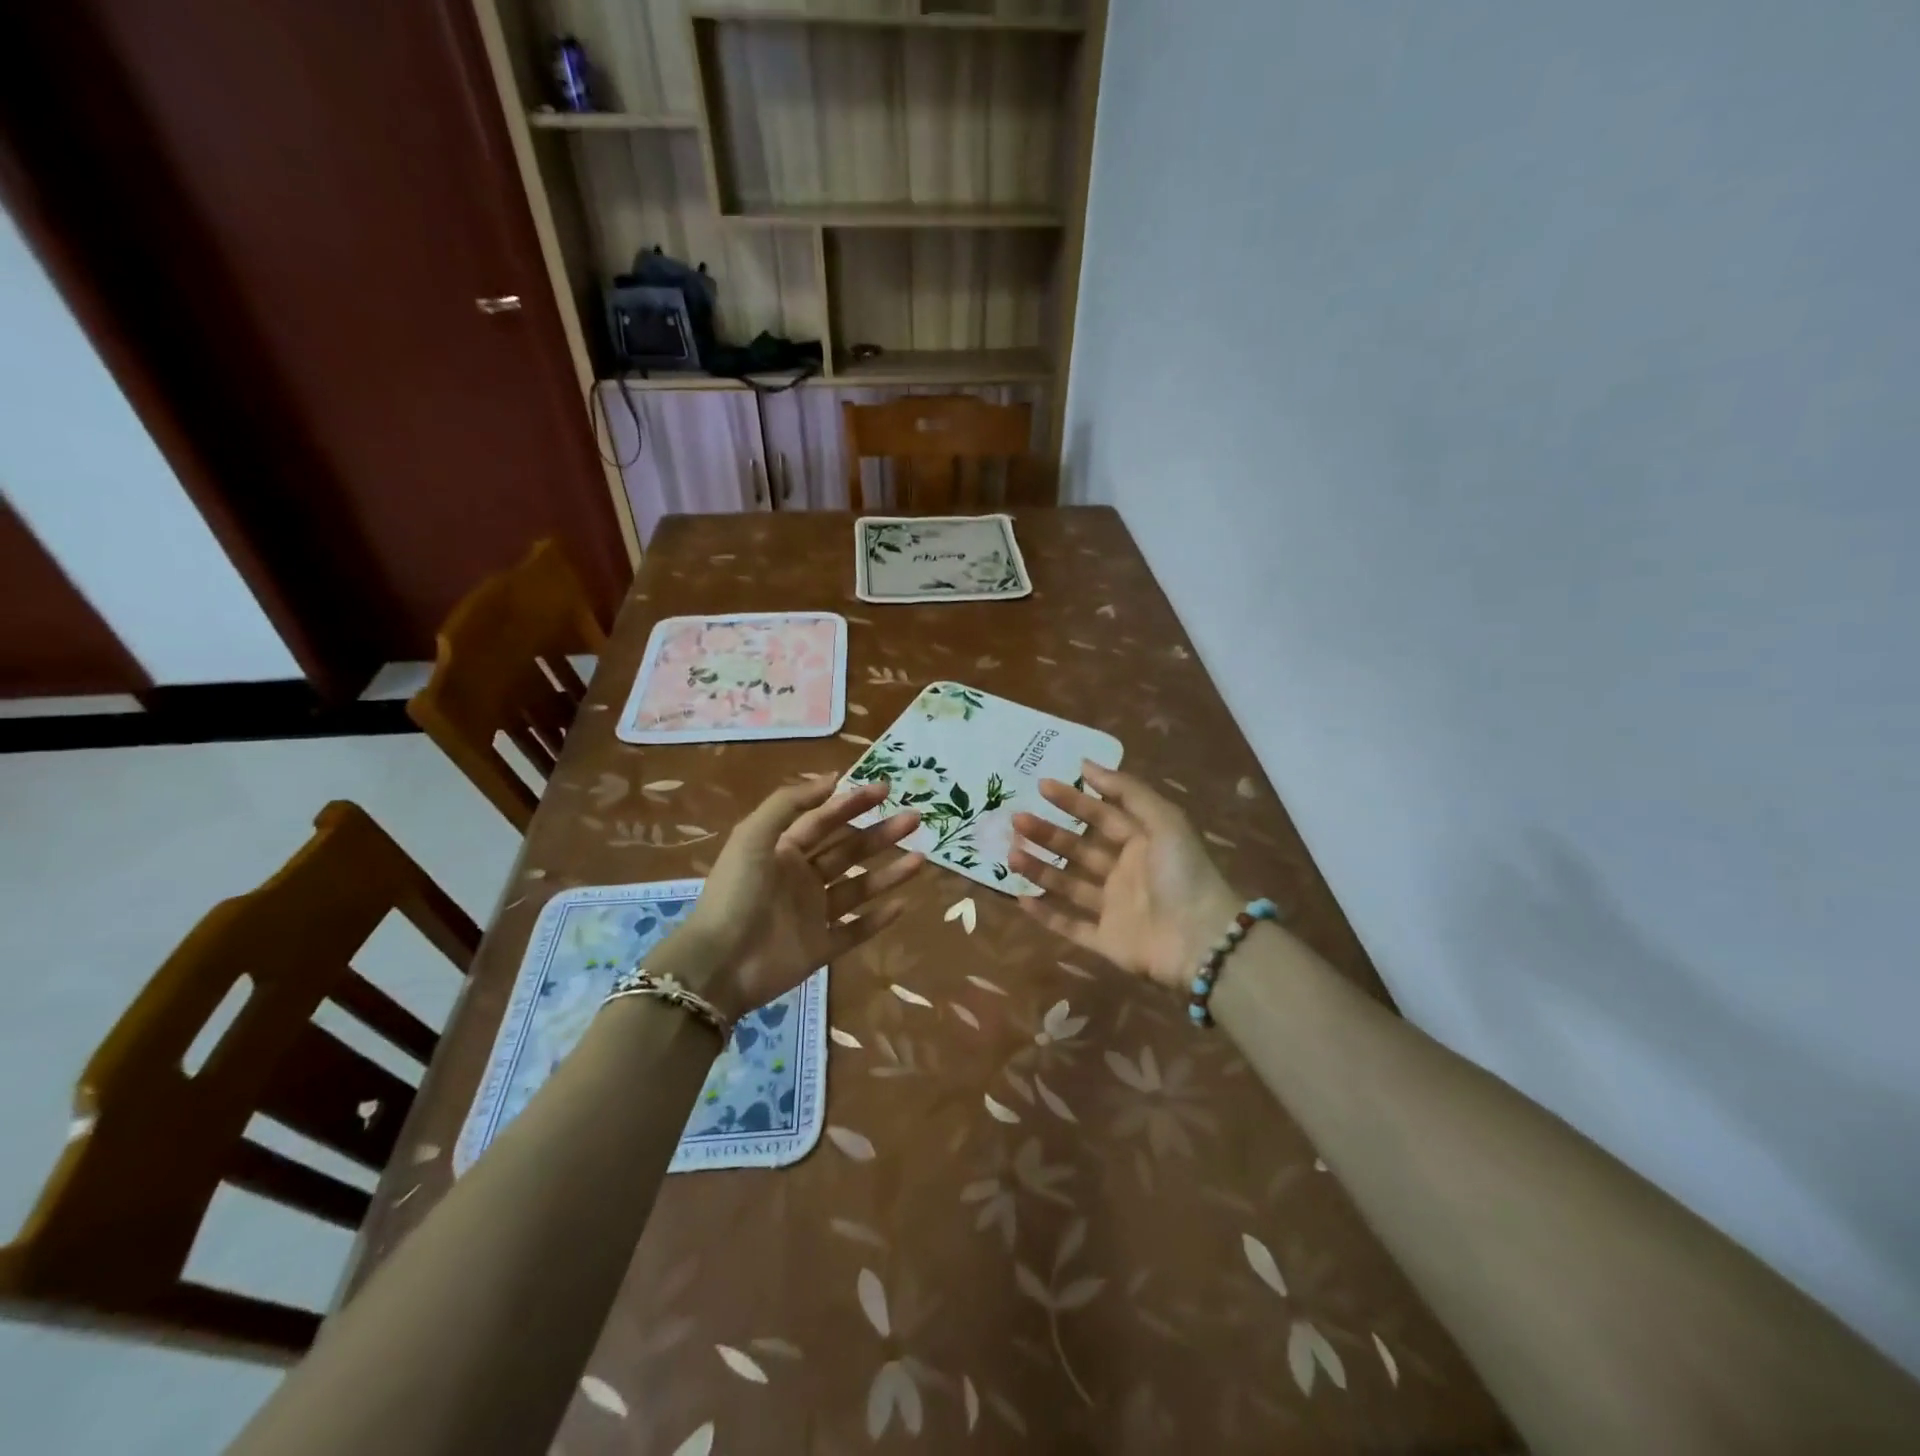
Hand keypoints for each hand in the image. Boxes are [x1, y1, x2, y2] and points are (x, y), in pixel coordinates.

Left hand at [677, 777, 924, 1018]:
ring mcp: (813, 915)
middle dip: (880, 834)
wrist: (720, 964)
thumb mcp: (753, 836)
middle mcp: (802, 879)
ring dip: (889, 873)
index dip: (852, 803)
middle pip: (848, 851)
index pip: (824, 820)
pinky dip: (878, 920)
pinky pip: (855, 931)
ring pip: (859, 889)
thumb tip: (831, 778)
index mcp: (783, 851)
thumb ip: (789, 803)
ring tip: (921, 859)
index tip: (885, 788)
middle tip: (914, 819)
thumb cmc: (736, 893)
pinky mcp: (821, 948)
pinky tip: (903, 904)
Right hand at [1009, 761, 1241, 990]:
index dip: (1074, 800)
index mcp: (1143, 843)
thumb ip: (1127, 791)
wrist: (1201, 940)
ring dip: (1040, 869)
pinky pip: (1072, 926)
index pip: (1102, 815)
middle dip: (1048, 834)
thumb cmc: (1183, 874)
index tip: (1042, 785)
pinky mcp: (1108, 941)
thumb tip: (1087, 763)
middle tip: (1017, 820)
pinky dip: (1047, 915)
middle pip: (1079, 849)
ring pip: (1069, 885)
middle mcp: (1126, 872)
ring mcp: (1115, 908)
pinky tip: (1021, 898)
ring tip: (1011, 854)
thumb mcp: (1164, 821)